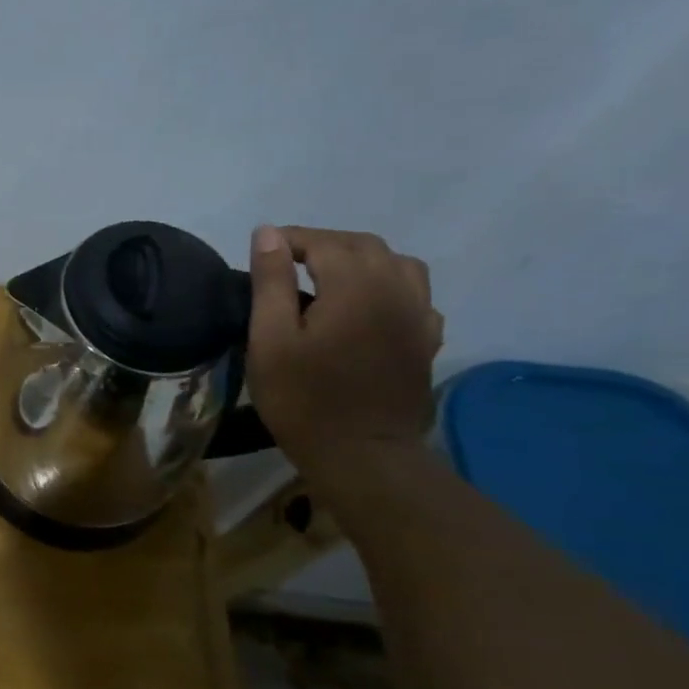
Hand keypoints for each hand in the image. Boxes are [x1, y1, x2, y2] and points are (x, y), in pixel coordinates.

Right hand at [247, 225, 443, 475]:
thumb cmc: (304, 399)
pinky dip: (388, 285)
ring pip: (396, 263)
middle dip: (323, 244)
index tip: (262, 253)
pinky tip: (367, 305)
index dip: (290, 240)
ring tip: (329, 278)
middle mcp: (395, 289)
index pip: (323, 241)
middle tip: (287, 263)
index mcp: (355, 286)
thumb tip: (268, 233)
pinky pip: (415, 293)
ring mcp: (418, 315)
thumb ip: (271, 282)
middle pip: (363, 245)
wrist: (362, 455)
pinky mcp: (426, 340)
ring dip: (361, 260)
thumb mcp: (270, 340)